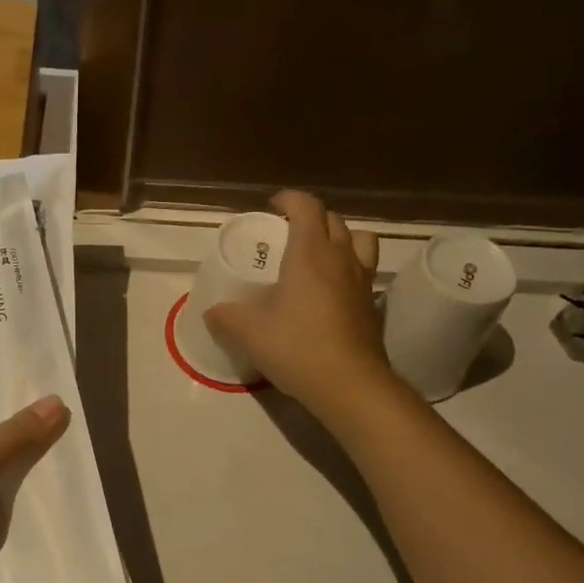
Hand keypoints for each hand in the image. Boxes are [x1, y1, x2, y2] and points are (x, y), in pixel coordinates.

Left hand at [0, 391, 69, 582]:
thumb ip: (16, 434)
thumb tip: (58, 402)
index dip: (11, 387)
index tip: (54, 379)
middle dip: (33, 427)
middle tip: (82, 412)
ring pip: (7, 469)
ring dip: (36, 464)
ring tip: (85, 446)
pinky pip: (8, 503)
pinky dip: (31, 499)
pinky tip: (68, 489)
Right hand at [203, 190, 395, 418]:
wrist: (348, 384)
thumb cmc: (296, 347)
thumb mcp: (249, 333)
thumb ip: (226, 317)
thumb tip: (211, 312)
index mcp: (309, 253)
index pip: (306, 207)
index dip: (290, 199)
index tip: (274, 204)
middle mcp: (341, 258)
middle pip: (334, 220)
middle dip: (312, 217)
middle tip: (290, 232)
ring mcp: (362, 281)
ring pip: (360, 240)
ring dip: (341, 237)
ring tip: (322, 253)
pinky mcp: (372, 305)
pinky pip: (365, 272)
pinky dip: (350, 269)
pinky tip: (334, 290)